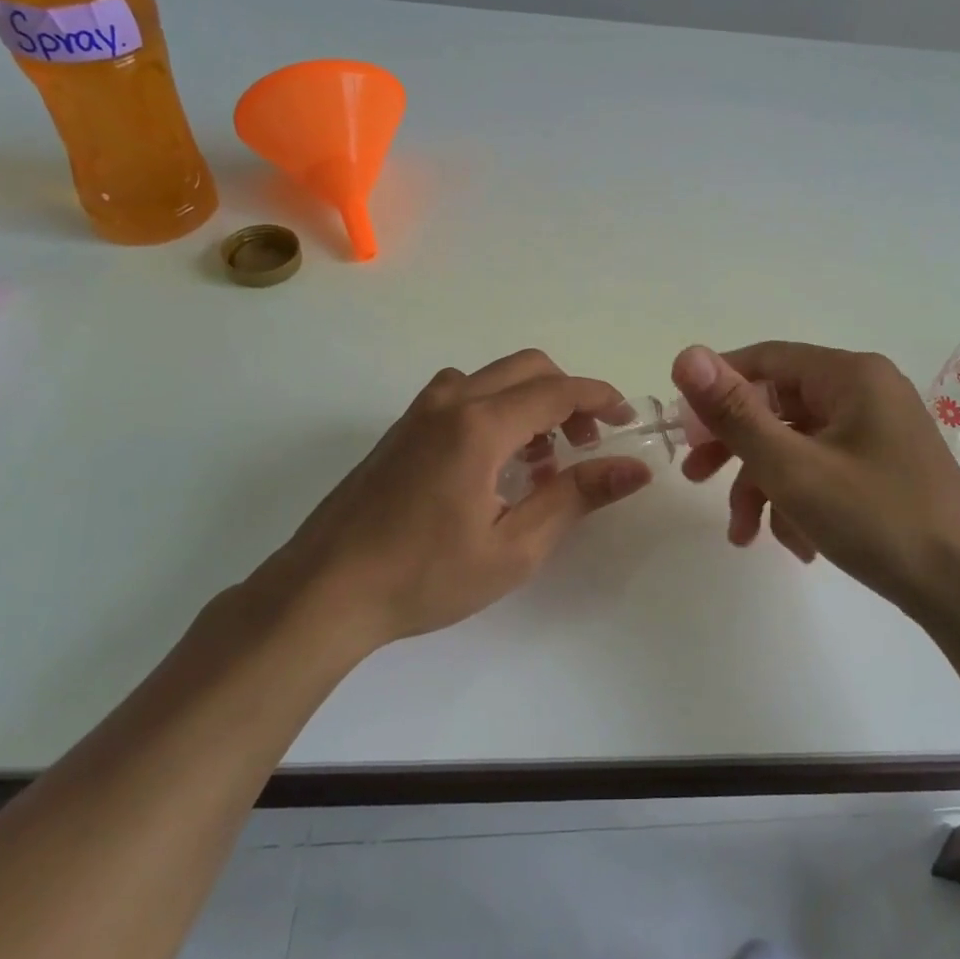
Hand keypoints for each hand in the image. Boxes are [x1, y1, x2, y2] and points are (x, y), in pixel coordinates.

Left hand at [251, 350, 651, 651]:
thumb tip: (634, 468)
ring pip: (493, 378)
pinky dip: (496, 409)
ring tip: (540, 461)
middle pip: (527, 368)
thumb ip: (577, 497)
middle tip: (585, 444)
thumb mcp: (515, 547)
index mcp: (479, 425)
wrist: (325, 590)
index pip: (557, 390)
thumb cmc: (425, 576)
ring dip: (529, 401)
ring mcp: (420, 411)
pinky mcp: (402, 428)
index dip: (600, 399)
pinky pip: (463, 395)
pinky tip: (494, 464)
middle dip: (568, 396)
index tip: (627, 420)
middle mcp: (450, 401)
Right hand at [671, 342, 959, 620]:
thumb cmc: (878, 520)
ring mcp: (878, 431)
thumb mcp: (792, 468)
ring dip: (763, 486)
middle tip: (696, 478)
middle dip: (735, 447)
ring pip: (797, 444)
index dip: (715, 390)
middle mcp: (866, 392)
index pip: (764, 361)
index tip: (681, 431)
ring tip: (744, 535)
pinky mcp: (884, 467)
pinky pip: (824, 468)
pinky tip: (795, 545)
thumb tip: (685, 355)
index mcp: (850, 375)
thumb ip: (734, 413)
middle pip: (778, 405)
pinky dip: (799, 500)